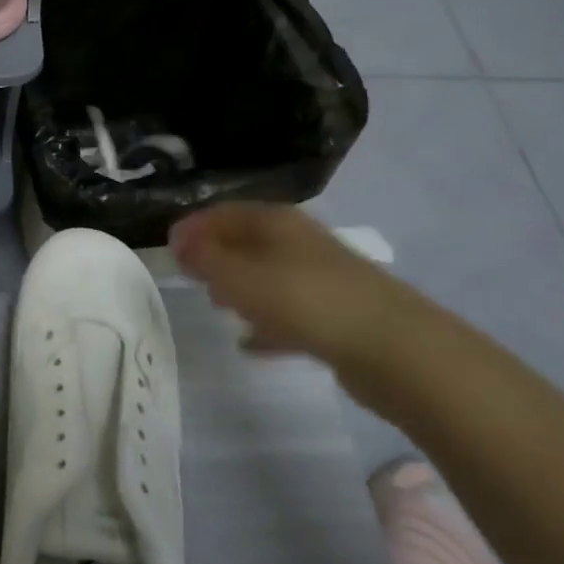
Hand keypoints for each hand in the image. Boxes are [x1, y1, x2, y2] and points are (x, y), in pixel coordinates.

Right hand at [168, 202, 437, 368]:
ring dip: (241, 288)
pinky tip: (250, 345)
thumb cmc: (305, 300)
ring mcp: (322, 279)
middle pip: (248, 241)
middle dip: (216, 255)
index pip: (224, 212)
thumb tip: (179, 243)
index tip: (168, 248)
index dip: (194, 226)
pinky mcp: (337, 317)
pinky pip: (289, 313)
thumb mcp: (240, 277)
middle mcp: (299, 242)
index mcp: (276, 222)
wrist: (396, 350)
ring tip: (216, 306)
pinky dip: (267, 323)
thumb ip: (205, 259)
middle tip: (189, 276)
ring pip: (268, 276)